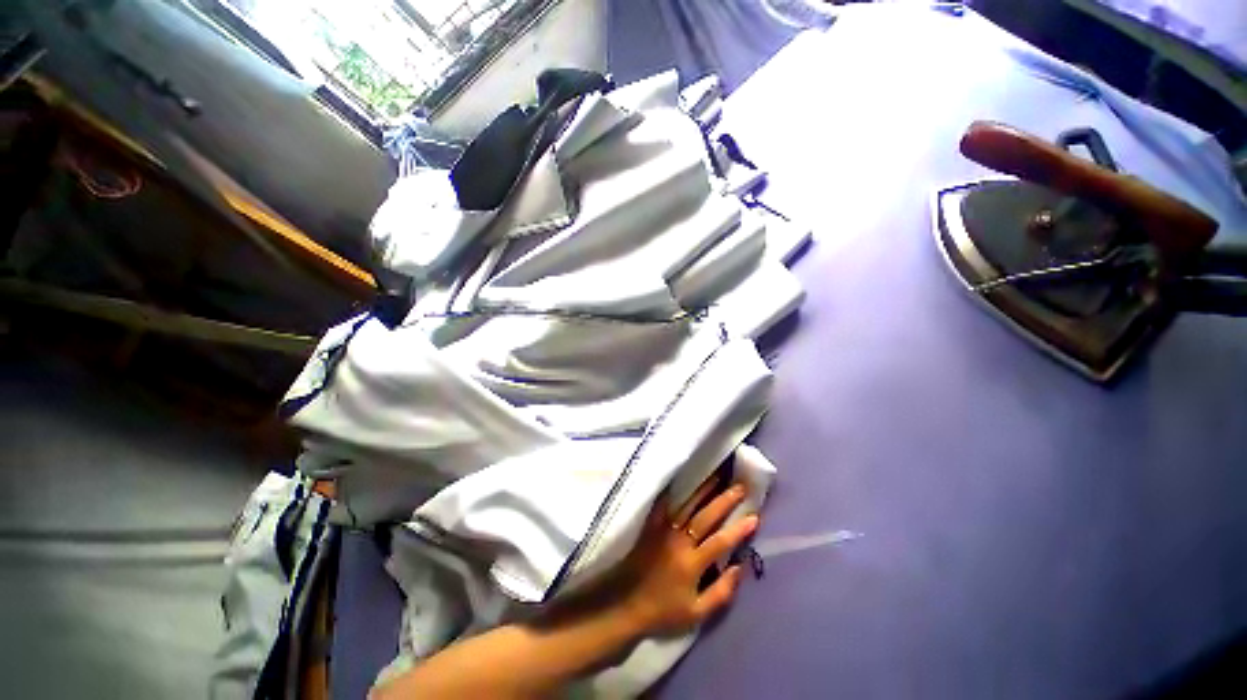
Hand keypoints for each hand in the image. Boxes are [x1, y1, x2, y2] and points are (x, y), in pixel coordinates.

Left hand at [612, 478, 759, 635]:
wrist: (625, 603)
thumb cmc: (663, 610)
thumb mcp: (697, 613)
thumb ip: (722, 592)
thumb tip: (741, 567)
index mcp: (692, 563)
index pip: (720, 541)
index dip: (739, 529)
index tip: (755, 515)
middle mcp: (679, 541)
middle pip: (705, 516)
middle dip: (724, 500)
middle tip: (740, 485)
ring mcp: (664, 529)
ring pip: (687, 504)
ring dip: (703, 489)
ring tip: (717, 474)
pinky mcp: (651, 525)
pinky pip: (663, 503)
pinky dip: (673, 490)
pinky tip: (682, 478)